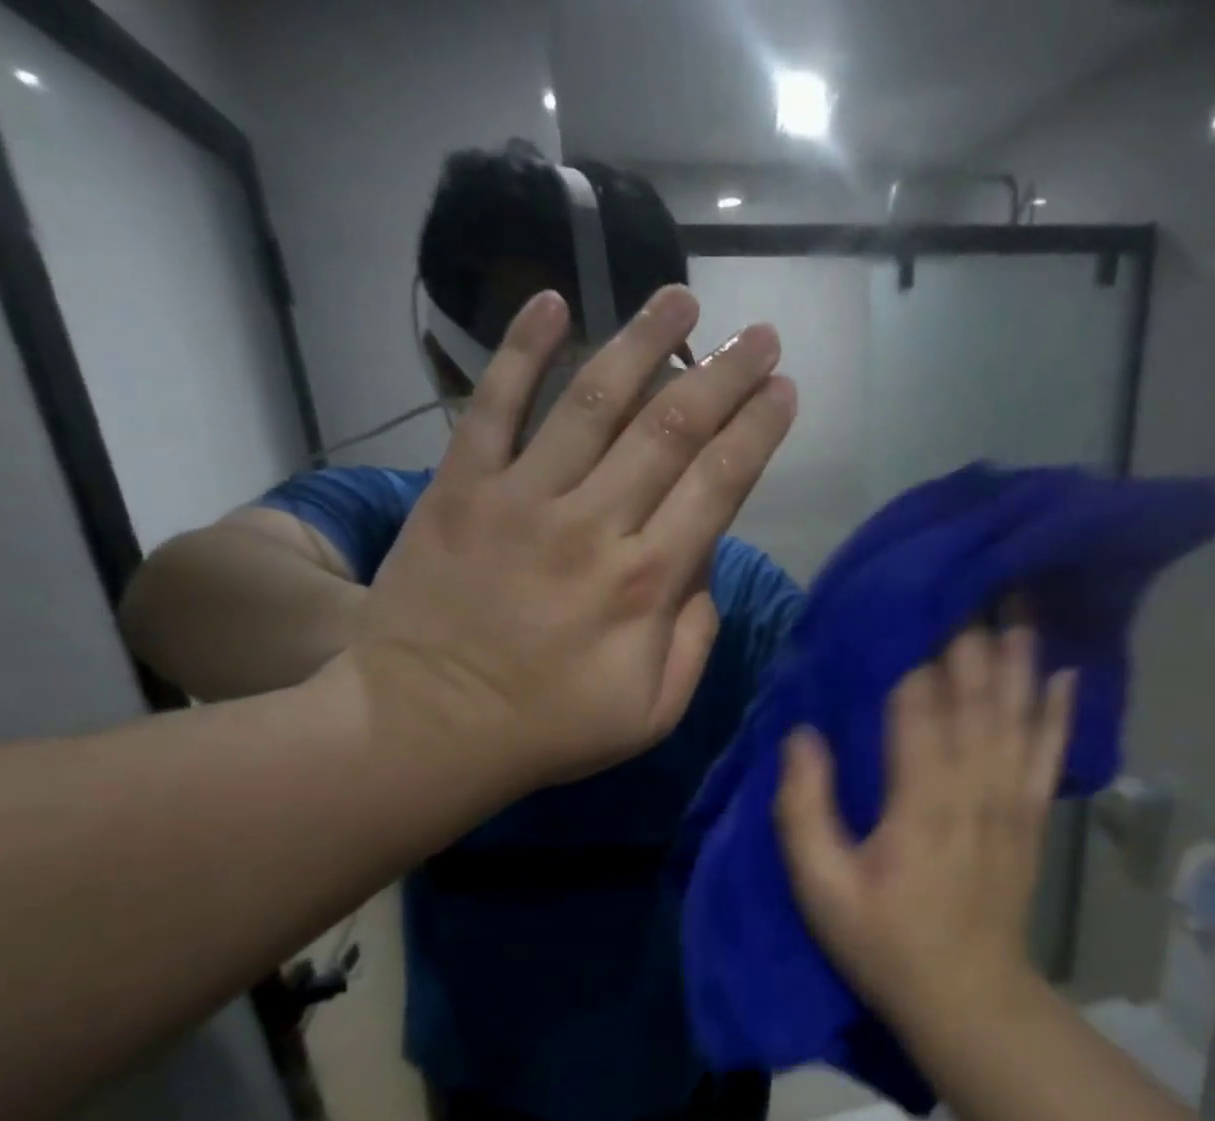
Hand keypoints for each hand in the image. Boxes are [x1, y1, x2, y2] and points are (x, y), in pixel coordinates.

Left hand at [344, 286, 795, 791]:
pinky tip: (551, 300)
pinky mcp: (461, 488)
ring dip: (643, 342)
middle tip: (759, 335)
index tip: (783, 391)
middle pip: (672, 429)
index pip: (720, 485)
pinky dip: (521, 350)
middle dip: (724, 375)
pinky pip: (493, 404)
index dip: (758, 431)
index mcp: (648, 584)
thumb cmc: (551, 728)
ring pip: (594, 400)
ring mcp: (524, 498)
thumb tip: (705, 569)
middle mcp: (595, 524)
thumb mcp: (654, 712)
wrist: (430, 725)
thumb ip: (695, 638)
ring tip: (681, 299)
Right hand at [774, 628, 1074, 1022]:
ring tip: (1020, 602)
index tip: (904, 602)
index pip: (916, 705)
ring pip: (1016, 713)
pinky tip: (1066, 674)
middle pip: (973, 695)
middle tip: (967, 578)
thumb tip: (802, 737)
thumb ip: (805, 810)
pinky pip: (1049, 752)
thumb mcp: (822, 889)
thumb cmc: (885, 943)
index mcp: (918, 799)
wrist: (968, 997)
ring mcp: (1009, 801)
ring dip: (1018, 657)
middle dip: (968, 636)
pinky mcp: (1030, 818)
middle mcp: (972, 786)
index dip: (911, 651)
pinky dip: (1059, 711)